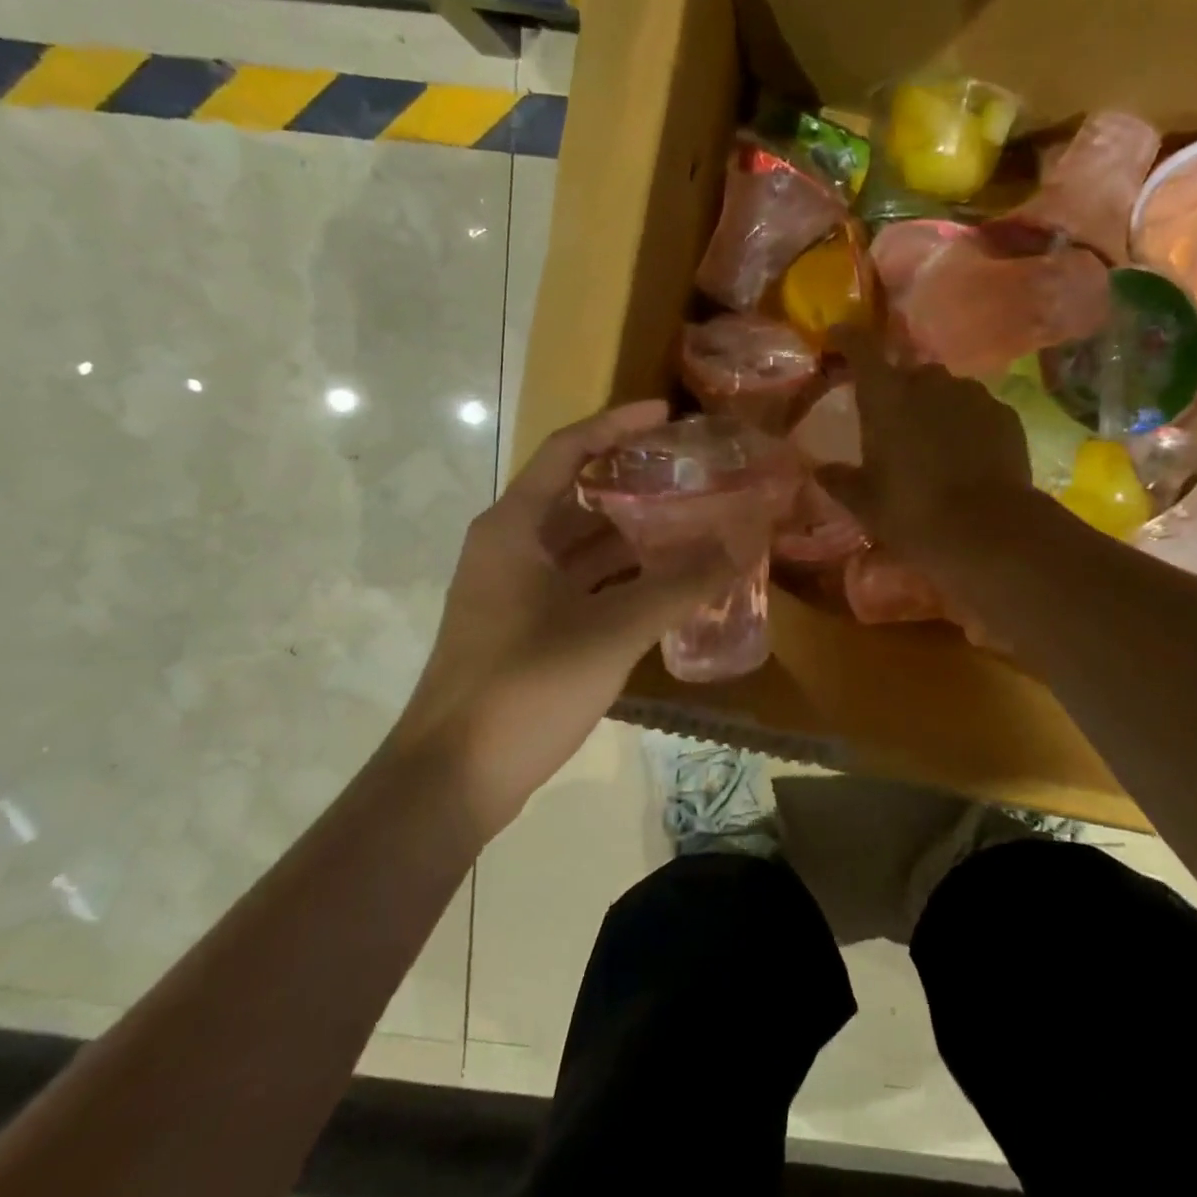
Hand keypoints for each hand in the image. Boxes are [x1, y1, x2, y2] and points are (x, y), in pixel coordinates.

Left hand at [399, 400, 736, 837]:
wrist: (452, 780)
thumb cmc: (525, 686)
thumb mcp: (612, 629)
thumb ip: (682, 583)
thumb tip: (745, 539)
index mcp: (514, 526)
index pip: (568, 449)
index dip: (618, 425)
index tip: (669, 416)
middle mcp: (510, 547)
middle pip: (578, 496)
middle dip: (636, 484)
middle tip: (696, 476)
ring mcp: (515, 591)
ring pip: (583, 547)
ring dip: (634, 536)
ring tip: (695, 525)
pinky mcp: (526, 629)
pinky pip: (582, 586)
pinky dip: (623, 580)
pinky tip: (669, 586)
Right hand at [819, 327, 1032, 560]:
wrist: (989, 531)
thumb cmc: (913, 513)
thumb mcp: (866, 504)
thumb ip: (840, 480)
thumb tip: (821, 470)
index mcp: (886, 398)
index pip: (861, 349)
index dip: (848, 339)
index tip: (838, 336)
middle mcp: (929, 383)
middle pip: (908, 372)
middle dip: (898, 390)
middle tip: (894, 423)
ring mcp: (972, 394)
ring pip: (946, 390)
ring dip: (935, 407)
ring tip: (935, 443)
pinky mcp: (1004, 414)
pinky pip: (976, 409)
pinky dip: (967, 423)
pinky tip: (968, 455)